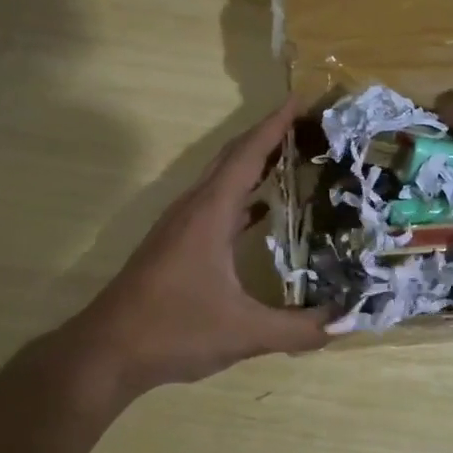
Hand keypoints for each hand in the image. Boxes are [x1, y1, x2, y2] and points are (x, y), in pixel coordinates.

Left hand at [59, 99, 329, 396]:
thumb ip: (298, 329)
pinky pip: (216, 202)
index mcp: (210, 214)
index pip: (247, 155)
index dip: (275, 125)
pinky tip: (263, 209)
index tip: (301, 99)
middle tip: (309, 125)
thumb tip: (346, 320)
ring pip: (221, 178)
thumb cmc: (173, 331)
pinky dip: (242, 194)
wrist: (106, 353)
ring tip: (294, 156)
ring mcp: (181, 225)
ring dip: (254, 162)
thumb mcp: (243, 333)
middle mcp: (194, 208)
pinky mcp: (176, 243)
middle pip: (233, 157)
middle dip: (269, 135)